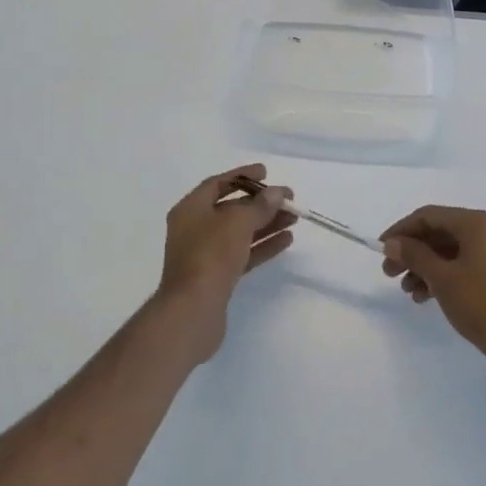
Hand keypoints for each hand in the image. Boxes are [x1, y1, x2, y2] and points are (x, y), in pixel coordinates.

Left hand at [157, 164, 295, 360]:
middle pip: (231, 209)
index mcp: (190, 209)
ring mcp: (204, 254)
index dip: (242, 176)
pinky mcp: (216, 277)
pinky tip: (286, 240)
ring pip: (240, 232)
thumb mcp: (238, 222)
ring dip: (266, 224)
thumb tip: (277, 193)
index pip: (217, 184)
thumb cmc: (211, 255)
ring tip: (294, 219)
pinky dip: (262, 245)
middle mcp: (194, 228)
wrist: (193, 311)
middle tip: (288, 200)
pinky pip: (242, 253)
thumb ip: (260, 205)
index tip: (266, 173)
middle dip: (261, 203)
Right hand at [380, 206, 485, 383]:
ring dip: (425, 267)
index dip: (401, 230)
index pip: (429, 215)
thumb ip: (414, 255)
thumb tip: (392, 242)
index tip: (381, 250)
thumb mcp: (442, 278)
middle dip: (412, 252)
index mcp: (477, 223)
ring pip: (451, 251)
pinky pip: (464, 266)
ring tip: (408, 291)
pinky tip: (427, 297)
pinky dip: (444, 276)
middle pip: (440, 233)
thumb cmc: (482, 305)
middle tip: (389, 273)